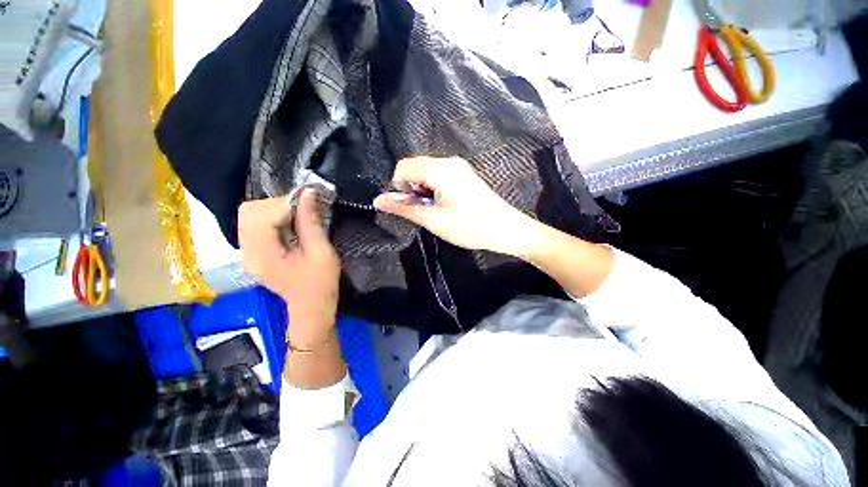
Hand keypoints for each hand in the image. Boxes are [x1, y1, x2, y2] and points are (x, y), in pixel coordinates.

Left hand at [238, 190, 339, 347]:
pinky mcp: (254, 250)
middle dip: (279, 204)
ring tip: (299, 215)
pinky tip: (291, 222)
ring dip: (276, 208)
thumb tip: (308, 193)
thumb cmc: (321, 283)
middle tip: (304, 208)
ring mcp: (248, 251)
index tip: (309, 201)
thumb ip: (311, 222)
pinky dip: (274, 216)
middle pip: (250, 210)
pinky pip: (257, 223)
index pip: (261, 215)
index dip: (285, 204)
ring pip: (251, 214)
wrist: (311, 307)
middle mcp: (248, 251)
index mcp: (263, 255)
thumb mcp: (322, 252)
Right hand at [373, 156, 534, 254]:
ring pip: (425, 172)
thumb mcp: (434, 220)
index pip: (403, 166)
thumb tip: (378, 200)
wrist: (506, 230)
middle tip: (424, 210)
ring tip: (436, 210)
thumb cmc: (470, 227)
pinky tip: (444, 205)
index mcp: (441, 169)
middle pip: (414, 167)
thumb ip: (405, 209)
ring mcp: (458, 166)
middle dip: (411, 189)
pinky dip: (433, 189)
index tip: (409, 207)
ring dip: (422, 190)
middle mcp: (449, 161)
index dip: (398, 187)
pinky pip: (438, 175)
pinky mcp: (464, 174)